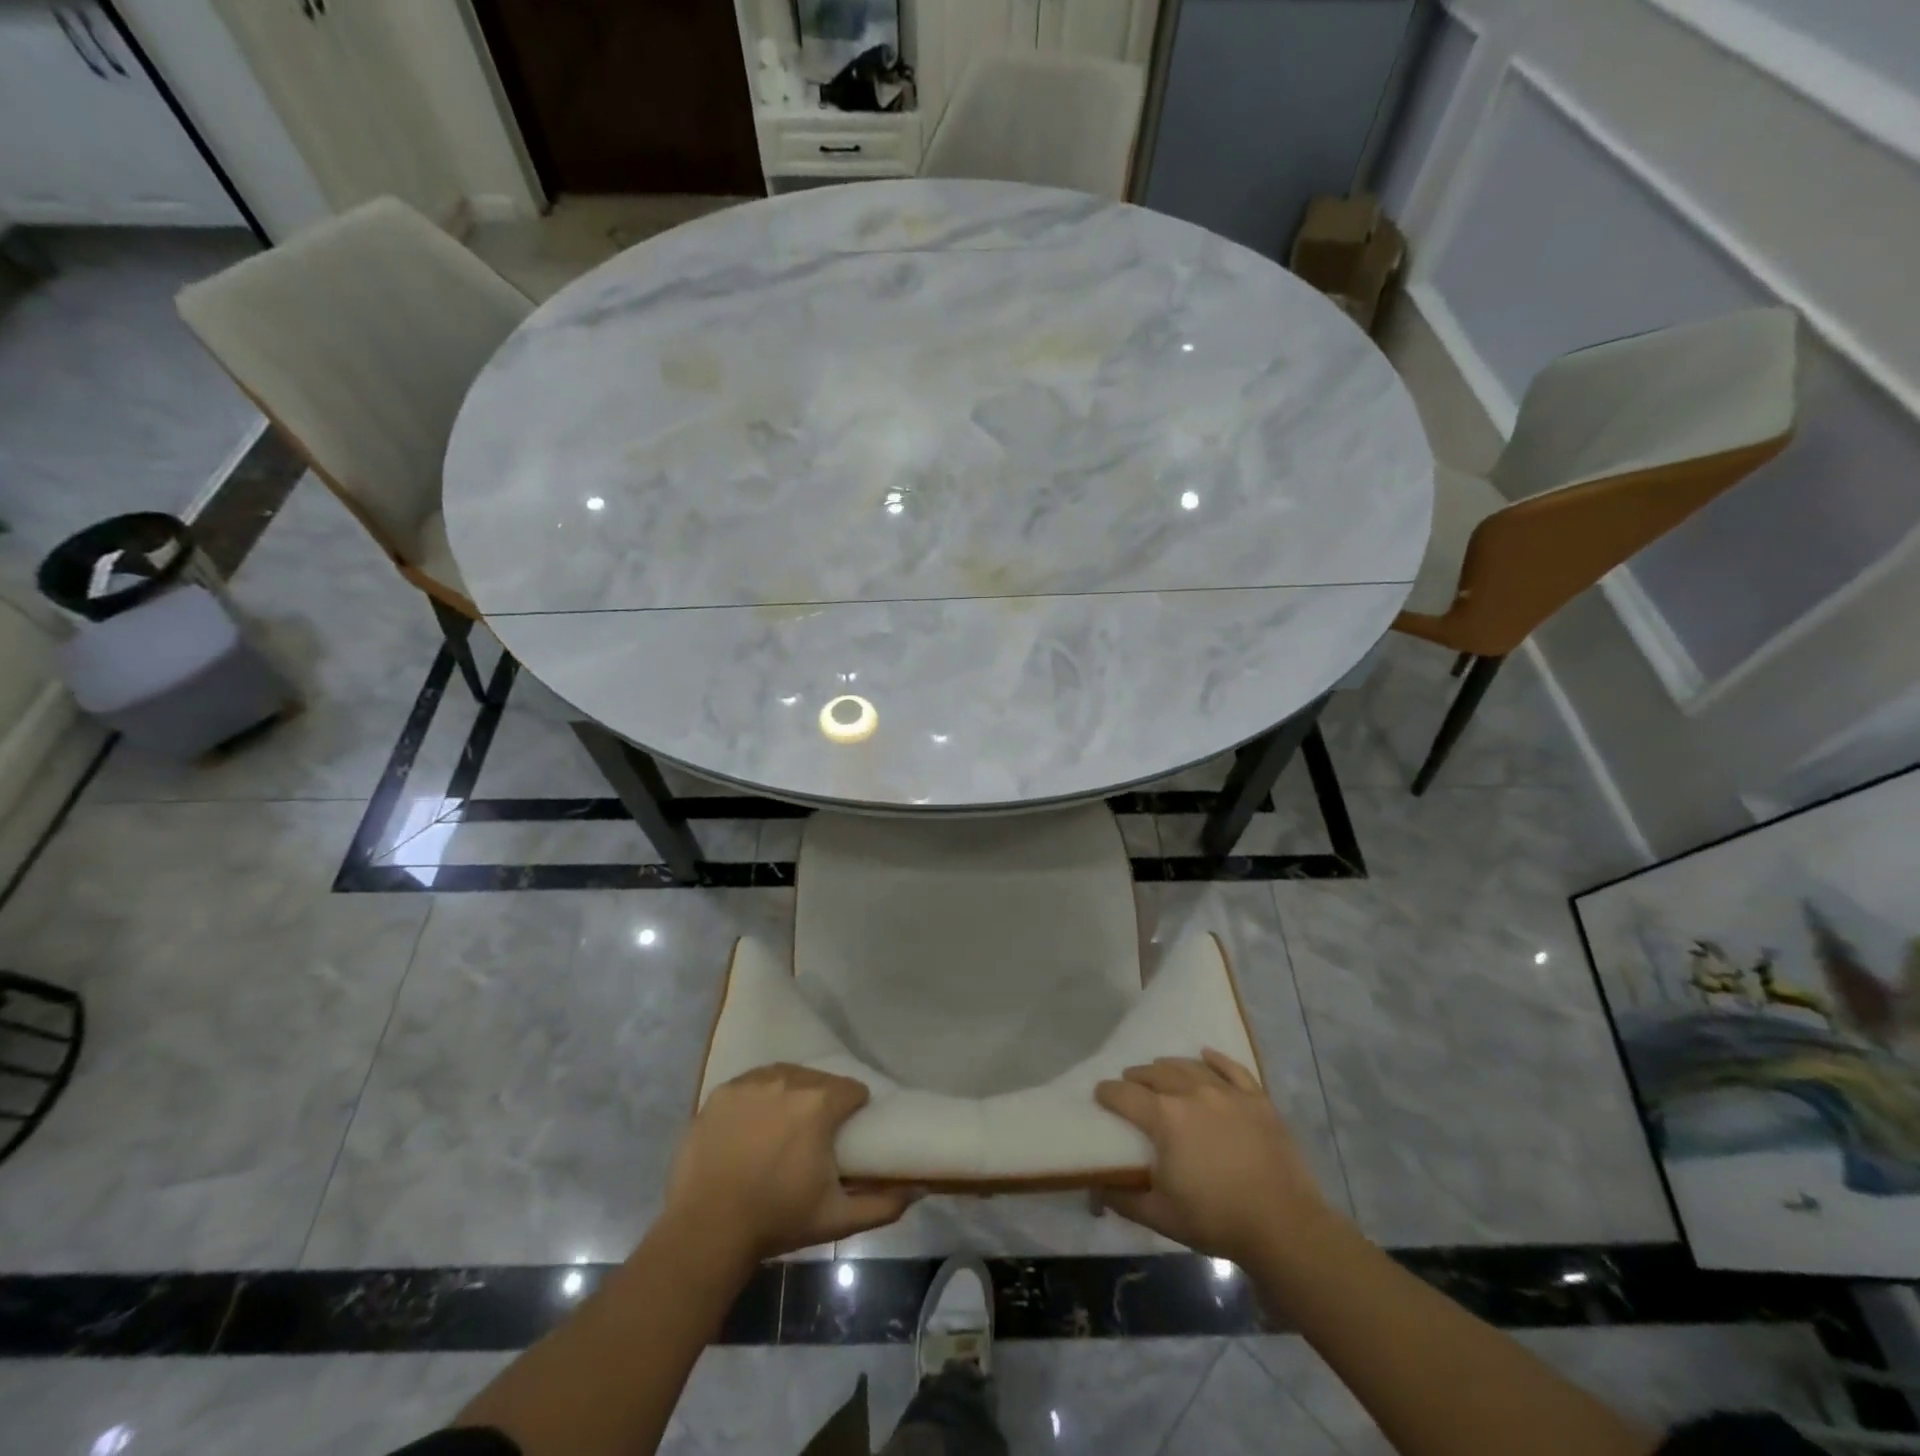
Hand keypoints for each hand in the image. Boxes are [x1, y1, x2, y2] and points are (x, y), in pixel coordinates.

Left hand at [663, 1063, 913, 1262]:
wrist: (706, 1230)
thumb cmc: (777, 1220)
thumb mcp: (836, 1218)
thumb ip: (883, 1204)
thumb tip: (919, 1190)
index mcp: (820, 1103)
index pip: (852, 1090)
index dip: (855, 1109)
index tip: (849, 1131)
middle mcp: (787, 1080)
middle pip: (818, 1080)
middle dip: (822, 1101)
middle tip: (816, 1134)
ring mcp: (750, 1083)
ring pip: (784, 1076)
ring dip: (791, 1094)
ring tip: (785, 1125)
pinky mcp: (721, 1092)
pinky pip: (751, 1084)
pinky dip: (758, 1097)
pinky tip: (754, 1124)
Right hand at [1095, 1049, 1336, 1267]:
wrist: (1283, 1225)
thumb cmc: (1216, 1219)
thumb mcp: (1160, 1216)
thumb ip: (1123, 1198)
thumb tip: (1096, 1187)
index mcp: (1165, 1117)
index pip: (1124, 1095)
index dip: (1107, 1093)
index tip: (1099, 1094)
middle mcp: (1192, 1092)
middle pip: (1155, 1073)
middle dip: (1137, 1077)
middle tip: (1129, 1084)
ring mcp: (1227, 1092)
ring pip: (1189, 1066)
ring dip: (1168, 1067)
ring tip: (1160, 1071)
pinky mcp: (1256, 1099)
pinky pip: (1231, 1068)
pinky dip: (1215, 1059)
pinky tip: (1205, 1055)